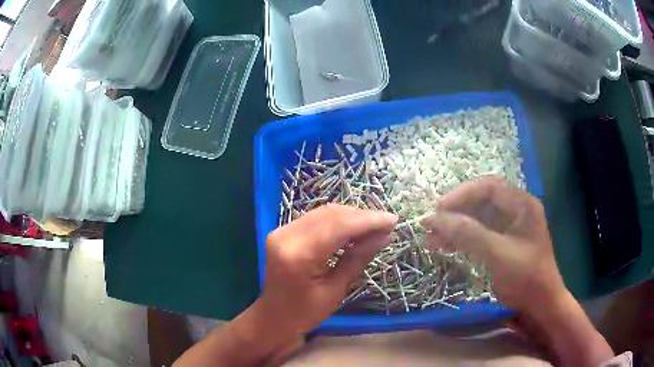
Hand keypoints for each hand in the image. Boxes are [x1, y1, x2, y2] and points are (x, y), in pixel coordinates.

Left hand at [261, 204, 397, 334]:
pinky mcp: (283, 231)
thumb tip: (384, 236)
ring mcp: (281, 231)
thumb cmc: (305, 312)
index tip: (392, 220)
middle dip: (361, 217)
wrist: (274, 315)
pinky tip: (354, 228)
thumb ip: (357, 259)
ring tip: (374, 226)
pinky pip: (315, 218)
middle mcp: (286, 236)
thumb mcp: (336, 290)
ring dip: (351, 217)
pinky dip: (337, 221)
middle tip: (386, 224)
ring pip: (323, 213)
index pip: (338, 227)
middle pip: (330, 215)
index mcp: (298, 256)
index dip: (367, 221)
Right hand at [422, 177, 565, 314]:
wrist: (540, 303)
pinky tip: (445, 247)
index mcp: (522, 204)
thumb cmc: (526, 276)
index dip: (462, 195)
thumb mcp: (498, 254)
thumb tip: (435, 219)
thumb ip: (469, 234)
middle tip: (431, 225)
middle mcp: (516, 210)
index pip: (489, 188)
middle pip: (481, 202)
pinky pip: (478, 233)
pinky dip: (461, 239)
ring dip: (455, 227)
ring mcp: (509, 226)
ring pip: (477, 218)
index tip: (439, 209)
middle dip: (455, 212)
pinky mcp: (502, 241)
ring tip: (431, 239)